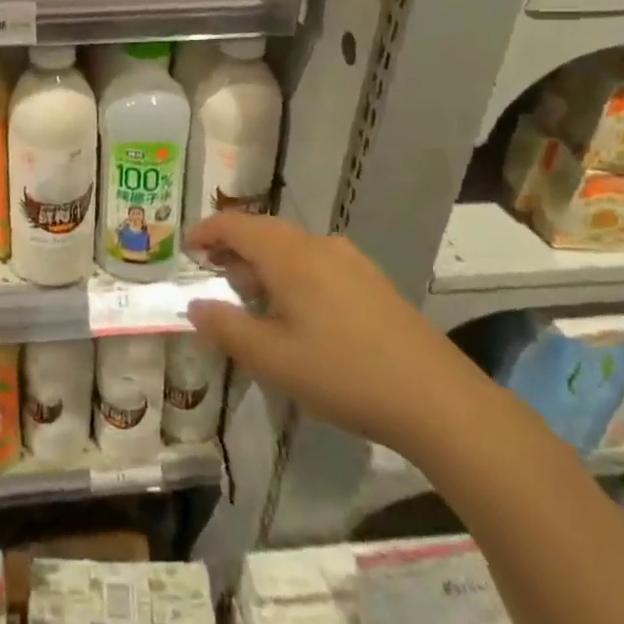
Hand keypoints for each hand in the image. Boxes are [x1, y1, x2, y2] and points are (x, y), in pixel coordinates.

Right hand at [184, 213, 493, 457]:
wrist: (436, 397)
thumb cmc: (343, 374)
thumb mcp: (272, 359)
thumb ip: (226, 328)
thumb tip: (195, 305)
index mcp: (289, 255)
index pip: (236, 225)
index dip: (207, 232)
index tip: (186, 250)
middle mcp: (318, 245)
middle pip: (264, 232)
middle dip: (234, 250)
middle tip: (215, 279)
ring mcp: (350, 260)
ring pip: (292, 248)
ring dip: (264, 265)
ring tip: (253, 302)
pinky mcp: (372, 281)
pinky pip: (317, 263)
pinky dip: (292, 275)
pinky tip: (298, 315)